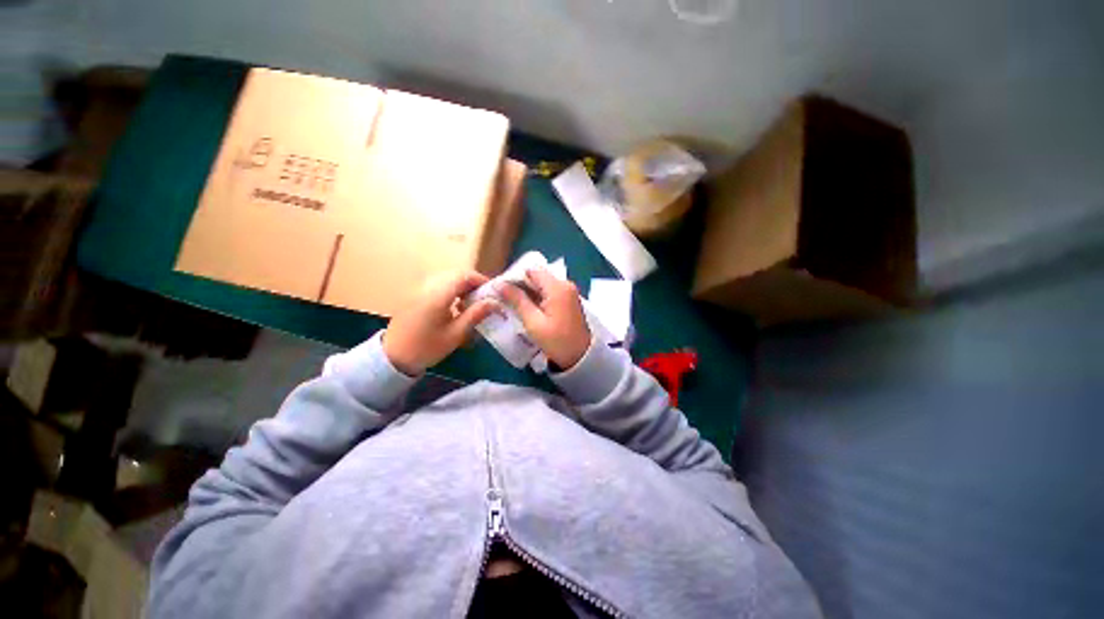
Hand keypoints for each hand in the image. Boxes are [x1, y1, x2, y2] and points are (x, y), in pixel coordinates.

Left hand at [383, 271, 498, 374]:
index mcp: (438, 295)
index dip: (482, 280)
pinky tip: (456, 307)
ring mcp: (420, 290)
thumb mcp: (455, 334)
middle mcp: (428, 287)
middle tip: (485, 298)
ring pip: (448, 279)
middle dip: (474, 284)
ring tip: (473, 303)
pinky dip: (452, 291)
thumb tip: (495, 303)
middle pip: (456, 275)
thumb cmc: (426, 347)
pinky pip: (439, 286)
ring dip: (463, 287)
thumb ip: (476, 315)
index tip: (493, 292)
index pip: (465, 276)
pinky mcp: (416, 296)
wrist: (392, 357)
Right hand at [499, 267, 590, 369]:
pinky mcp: (568, 300)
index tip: (501, 288)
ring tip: (512, 303)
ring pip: (542, 284)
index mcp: (557, 287)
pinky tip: (526, 308)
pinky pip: (549, 292)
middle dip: (520, 285)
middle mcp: (565, 284)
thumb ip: (517, 300)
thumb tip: (499, 284)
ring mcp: (568, 292)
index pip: (531, 270)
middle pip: (538, 276)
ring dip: (528, 292)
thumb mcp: (533, 322)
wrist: (581, 357)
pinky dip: (537, 297)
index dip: (514, 276)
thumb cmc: (557, 341)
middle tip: (503, 296)